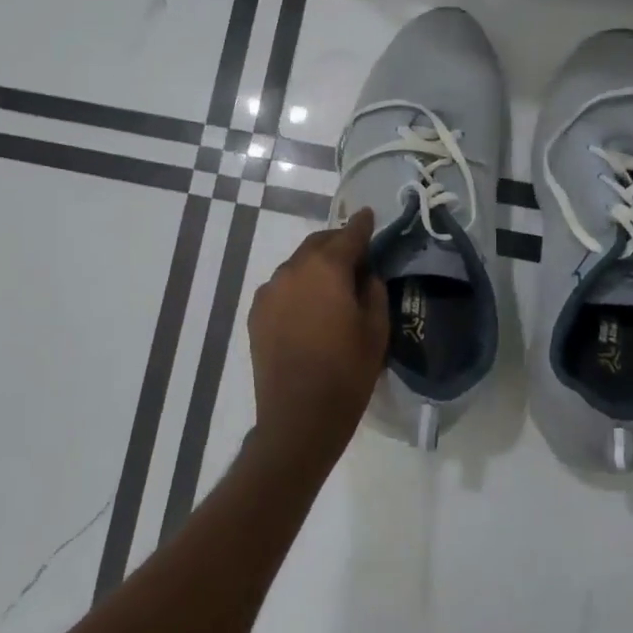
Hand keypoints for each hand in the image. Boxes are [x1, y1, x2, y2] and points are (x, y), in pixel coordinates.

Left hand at [247, 208, 389, 465]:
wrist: (298, 417)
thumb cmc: (347, 373)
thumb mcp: (376, 330)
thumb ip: (373, 291)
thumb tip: (365, 274)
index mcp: (325, 269)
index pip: (348, 235)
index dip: (361, 225)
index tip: (368, 215)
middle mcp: (291, 271)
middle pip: (317, 245)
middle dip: (337, 244)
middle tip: (356, 256)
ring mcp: (269, 292)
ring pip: (297, 266)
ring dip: (316, 267)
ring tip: (333, 286)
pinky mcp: (256, 314)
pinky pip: (281, 288)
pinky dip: (298, 287)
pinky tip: (309, 307)